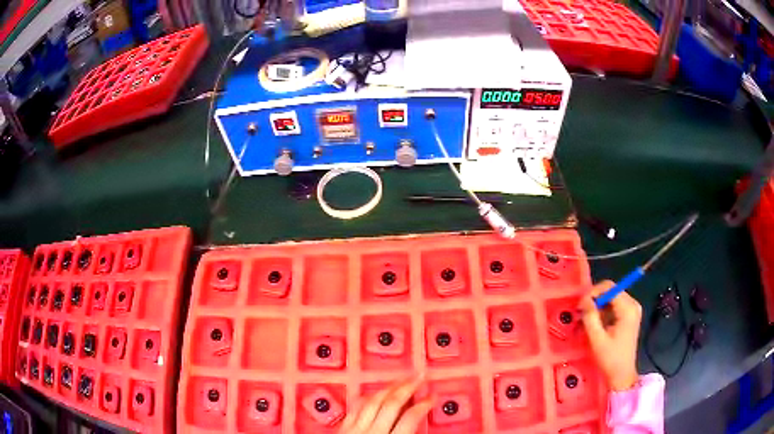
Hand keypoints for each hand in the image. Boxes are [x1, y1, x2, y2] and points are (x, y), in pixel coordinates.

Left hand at [339, 376, 433, 433]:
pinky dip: (369, 397)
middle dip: (408, 387)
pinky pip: (356, 406)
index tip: (432, 396)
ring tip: (400, 380)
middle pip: (391, 403)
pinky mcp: (342, 428)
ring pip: (373, 400)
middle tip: (420, 376)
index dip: (424, 404)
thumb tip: (418, 422)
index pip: (411, 417)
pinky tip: (376, 393)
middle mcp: (372, 431)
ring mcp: (354, 428)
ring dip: (389, 388)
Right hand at [578, 280, 642, 390]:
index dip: (593, 293)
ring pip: (611, 299)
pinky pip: (614, 306)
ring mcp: (632, 310)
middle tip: (581, 314)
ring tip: (586, 321)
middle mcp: (633, 304)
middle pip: (611, 291)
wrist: (622, 375)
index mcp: (628, 308)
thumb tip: (584, 300)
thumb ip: (590, 317)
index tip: (580, 306)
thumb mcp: (597, 339)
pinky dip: (604, 312)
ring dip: (598, 307)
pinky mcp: (629, 316)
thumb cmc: (610, 358)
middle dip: (595, 300)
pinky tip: (596, 324)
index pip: (609, 287)